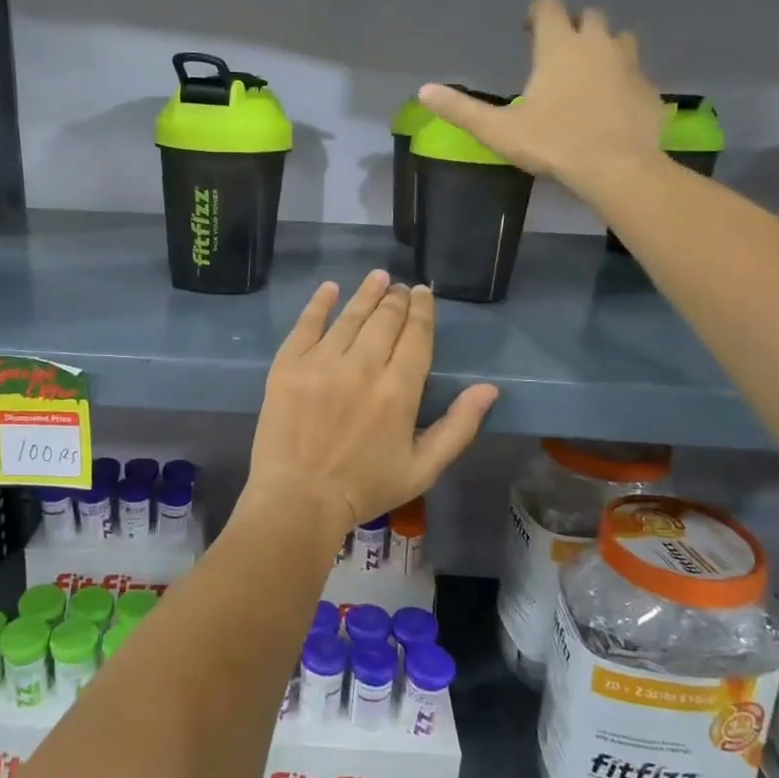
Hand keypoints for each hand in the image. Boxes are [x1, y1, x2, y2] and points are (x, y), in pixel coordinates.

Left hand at [244, 272, 497, 548]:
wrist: (298, 500)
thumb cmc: (364, 488)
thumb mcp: (423, 468)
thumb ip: (458, 427)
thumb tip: (490, 389)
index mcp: (398, 391)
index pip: (416, 337)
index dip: (422, 311)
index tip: (423, 294)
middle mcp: (363, 367)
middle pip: (384, 320)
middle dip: (396, 299)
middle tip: (400, 288)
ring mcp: (322, 362)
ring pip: (350, 316)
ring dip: (366, 293)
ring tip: (377, 277)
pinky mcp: (288, 365)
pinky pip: (306, 324)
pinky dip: (320, 303)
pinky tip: (331, 288)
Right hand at [418, 0, 665, 189]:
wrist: (617, 169)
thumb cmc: (553, 143)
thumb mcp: (498, 130)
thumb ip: (461, 109)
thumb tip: (424, 92)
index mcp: (559, 46)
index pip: (550, 6)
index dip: (537, 12)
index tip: (527, 30)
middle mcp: (597, 44)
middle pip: (588, 16)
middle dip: (572, 27)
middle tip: (557, 53)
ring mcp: (629, 64)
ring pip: (619, 39)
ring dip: (602, 47)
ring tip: (588, 73)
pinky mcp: (648, 89)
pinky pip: (635, 73)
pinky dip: (622, 79)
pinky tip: (611, 103)